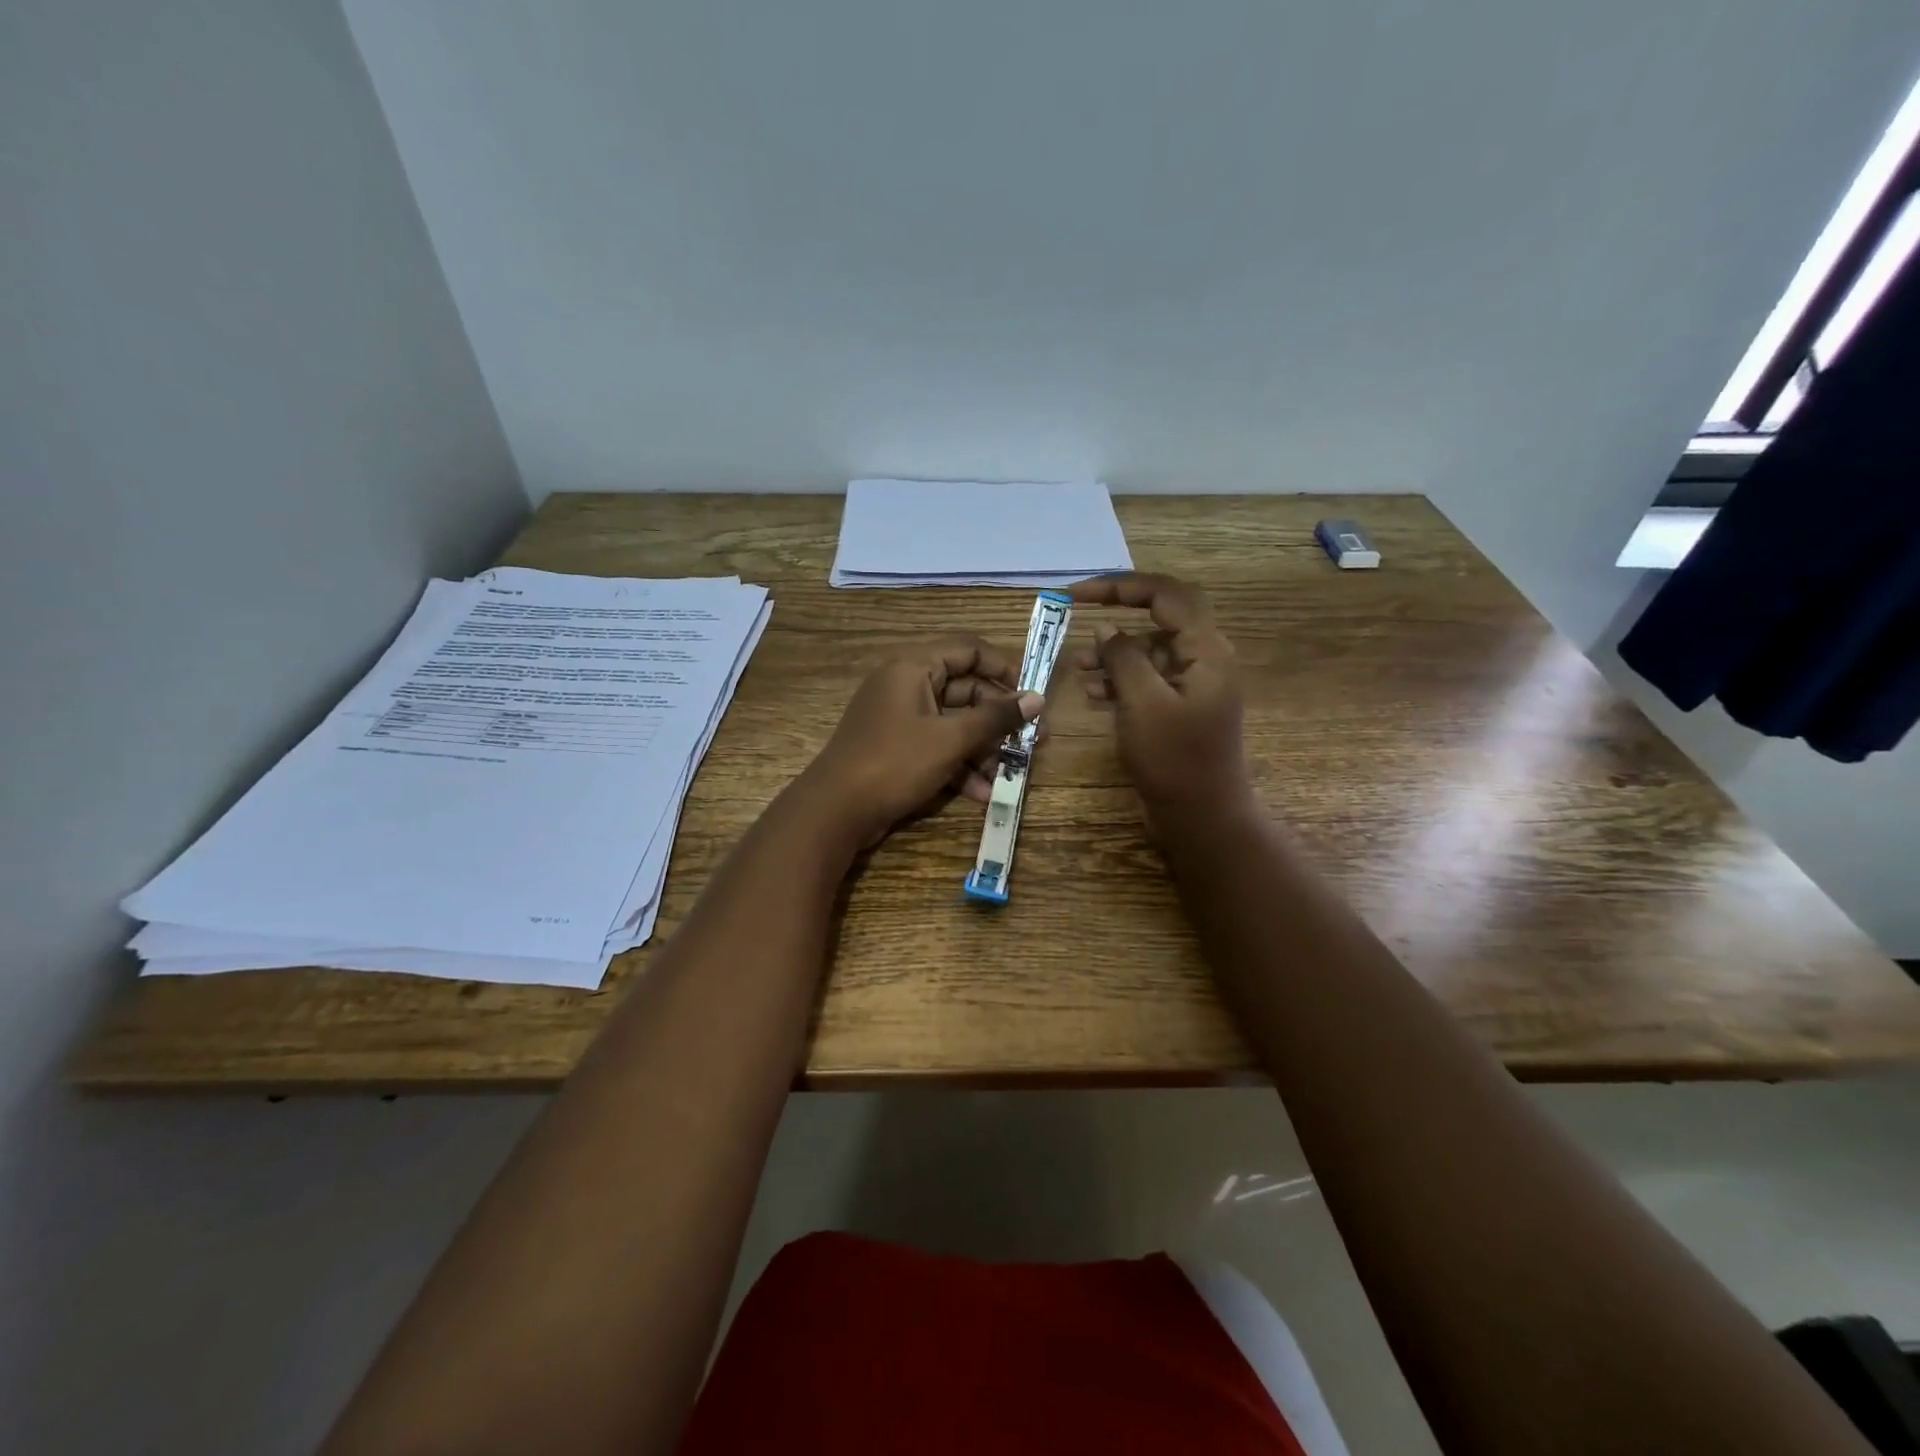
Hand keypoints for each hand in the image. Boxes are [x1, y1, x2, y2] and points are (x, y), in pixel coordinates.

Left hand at [796, 637, 1043, 849]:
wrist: (835, 811)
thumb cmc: (895, 763)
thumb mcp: (951, 739)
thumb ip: (996, 718)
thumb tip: (1037, 699)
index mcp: (914, 667)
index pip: (968, 650)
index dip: (1004, 668)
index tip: (1032, 696)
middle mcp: (907, 685)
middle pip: (965, 689)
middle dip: (998, 718)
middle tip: (1033, 740)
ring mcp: (900, 718)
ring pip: (954, 722)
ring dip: (983, 747)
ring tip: (1011, 773)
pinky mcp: (898, 748)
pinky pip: (938, 746)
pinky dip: (960, 764)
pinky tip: (983, 793)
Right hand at [1068, 573, 1253, 837]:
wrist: (1202, 818)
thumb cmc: (1175, 761)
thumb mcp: (1143, 704)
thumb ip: (1124, 658)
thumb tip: (1107, 629)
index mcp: (1207, 650)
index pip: (1165, 595)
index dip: (1120, 586)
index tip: (1077, 594)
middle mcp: (1206, 658)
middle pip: (1160, 617)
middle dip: (1117, 613)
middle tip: (1078, 613)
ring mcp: (1195, 684)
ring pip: (1151, 649)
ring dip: (1115, 652)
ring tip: (1078, 667)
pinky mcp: (1182, 707)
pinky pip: (1150, 679)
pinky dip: (1121, 679)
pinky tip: (1093, 693)